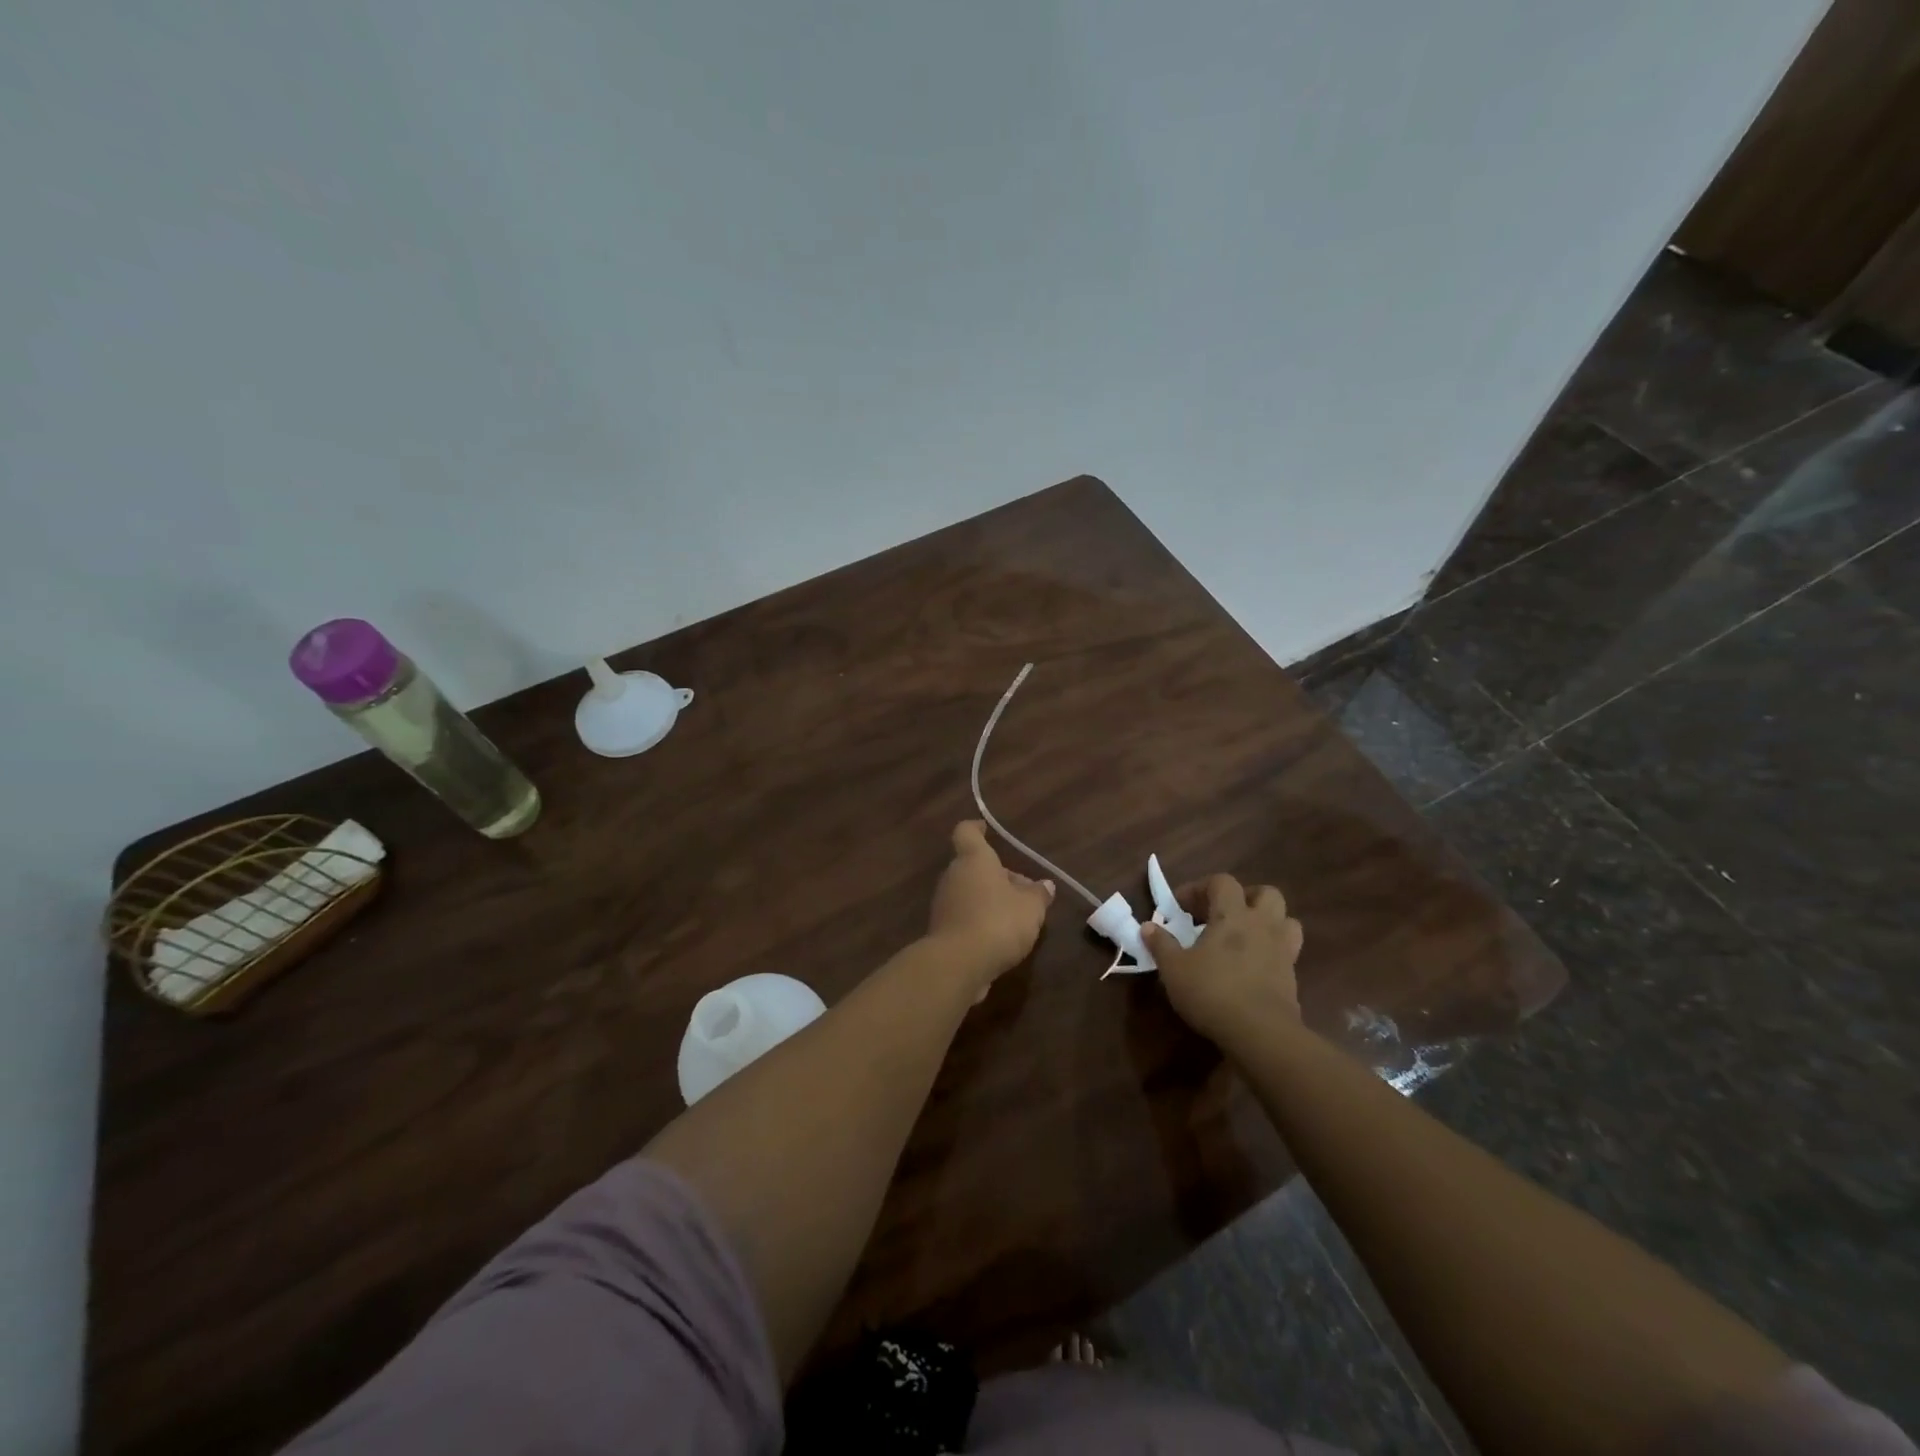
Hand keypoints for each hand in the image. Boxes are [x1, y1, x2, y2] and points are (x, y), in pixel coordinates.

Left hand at [927, 821, 1054, 994]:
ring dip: (990, 900)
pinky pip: (965, 917)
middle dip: (998, 876)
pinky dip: (981, 921)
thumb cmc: (998, 921)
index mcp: (974, 860)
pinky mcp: (942, 931)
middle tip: (1025, 891)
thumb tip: (1045, 885)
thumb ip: (1039, 894)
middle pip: (974, 867)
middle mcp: (954, 876)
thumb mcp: (1031, 907)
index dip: (976, 828)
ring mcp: (944, 904)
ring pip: (970, 893)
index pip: (967, 832)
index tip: (985, 829)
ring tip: (1019, 918)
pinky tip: (1001, 939)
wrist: (958, 964)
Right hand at [1142, 874, 1302, 1044]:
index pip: (1222, 882)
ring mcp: (1282, 950)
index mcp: (1232, 915)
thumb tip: (1147, 926)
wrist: (1261, 1033)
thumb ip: (1161, 944)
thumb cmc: (1212, 991)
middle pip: (1265, 893)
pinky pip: (1287, 951)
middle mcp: (1262, 925)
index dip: (1199, 888)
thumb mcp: (1174, 969)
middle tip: (1221, 914)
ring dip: (1266, 921)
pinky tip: (1252, 967)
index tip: (1179, 907)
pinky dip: (1271, 951)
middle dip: (1243, 897)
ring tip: (1244, 936)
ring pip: (1285, 920)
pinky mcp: (1292, 976)